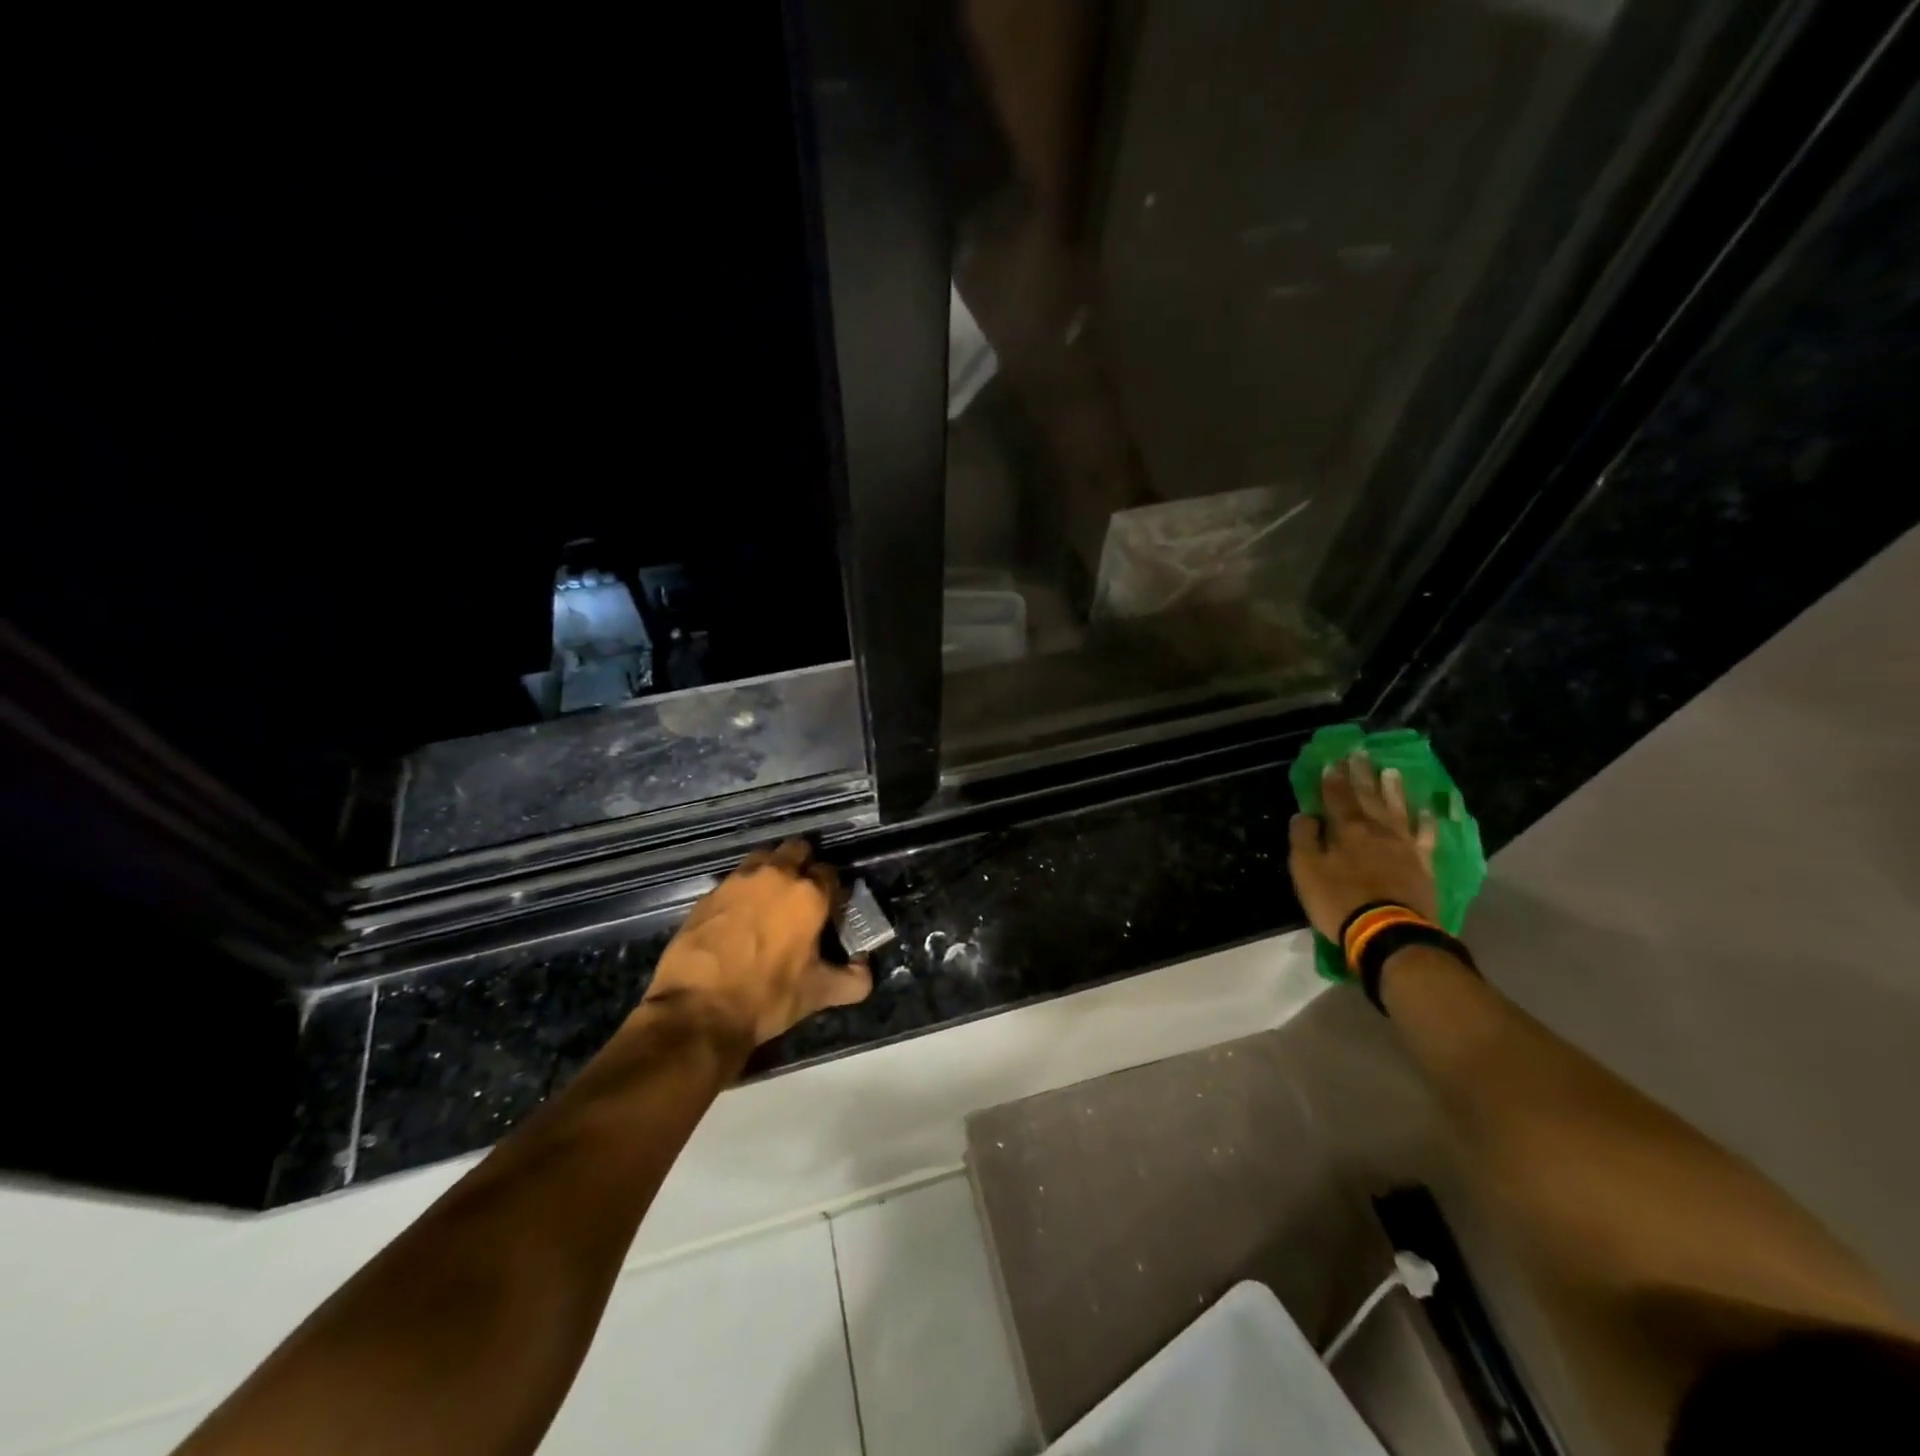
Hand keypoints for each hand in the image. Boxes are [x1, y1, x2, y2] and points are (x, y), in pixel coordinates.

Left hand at [641, 840, 872, 1046]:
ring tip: (770, 901)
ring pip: (763, 858)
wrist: (697, 1010)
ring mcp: (738, 880)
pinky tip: (739, 917)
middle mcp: (776, 875)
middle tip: (801, 896)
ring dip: (771, 871)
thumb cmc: (766, 997)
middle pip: (797, 850)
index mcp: (809, 894)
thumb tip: (865, 970)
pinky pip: (734, 880)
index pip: (831, 873)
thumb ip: (853, 980)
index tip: (829, 909)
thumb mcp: (818, 994)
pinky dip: (742, 891)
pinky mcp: (708, 893)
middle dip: (803, 866)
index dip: (833, 890)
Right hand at [1289, 753, 1439, 942]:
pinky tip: (1427, 811)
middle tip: (1360, 753)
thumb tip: (1304, 815)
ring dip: (1393, 790)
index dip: (1332, 779)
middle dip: (1361, 775)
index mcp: (1346, 830)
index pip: (1336, 797)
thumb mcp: (1306, 871)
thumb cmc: (1339, 901)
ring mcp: (1404, 846)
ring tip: (1390, 771)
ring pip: (1398, 810)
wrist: (1388, 932)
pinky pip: (1426, 837)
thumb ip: (1303, 840)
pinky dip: (1427, 823)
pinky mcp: (1423, 865)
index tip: (1331, 760)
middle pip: (1368, 797)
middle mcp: (1377, 830)